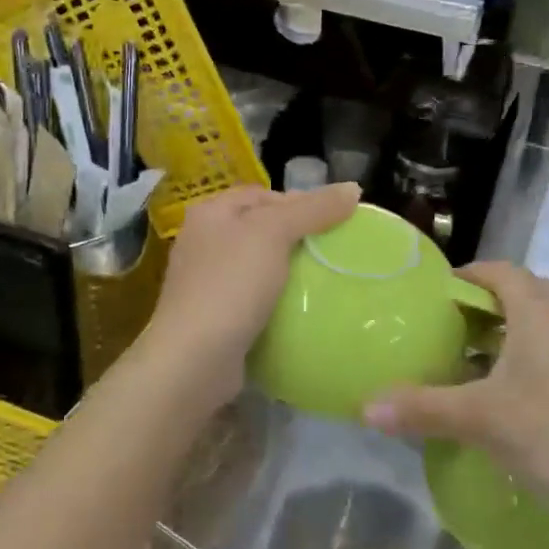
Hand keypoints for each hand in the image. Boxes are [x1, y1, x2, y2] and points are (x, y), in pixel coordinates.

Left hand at [142, 182, 359, 407]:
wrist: (194, 360)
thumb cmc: (231, 284)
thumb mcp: (274, 234)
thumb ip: (313, 209)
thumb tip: (353, 188)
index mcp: (210, 212)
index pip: (263, 195)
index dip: (299, 202)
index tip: (335, 220)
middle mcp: (203, 241)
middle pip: (261, 228)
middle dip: (296, 237)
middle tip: (334, 250)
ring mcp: (205, 282)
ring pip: (258, 265)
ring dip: (289, 271)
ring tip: (325, 279)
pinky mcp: (214, 317)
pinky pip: (253, 298)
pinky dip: (276, 300)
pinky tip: (300, 309)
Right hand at [363, 262, 548, 548]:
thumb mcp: (483, 419)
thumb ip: (424, 408)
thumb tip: (364, 405)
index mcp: (538, 316)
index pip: (503, 272)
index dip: (471, 273)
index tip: (436, 291)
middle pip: (525, 298)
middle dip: (486, 306)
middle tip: (447, 326)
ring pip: (538, 337)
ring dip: (503, 343)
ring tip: (462, 365)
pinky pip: (548, 371)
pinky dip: (520, 376)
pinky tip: (496, 409)